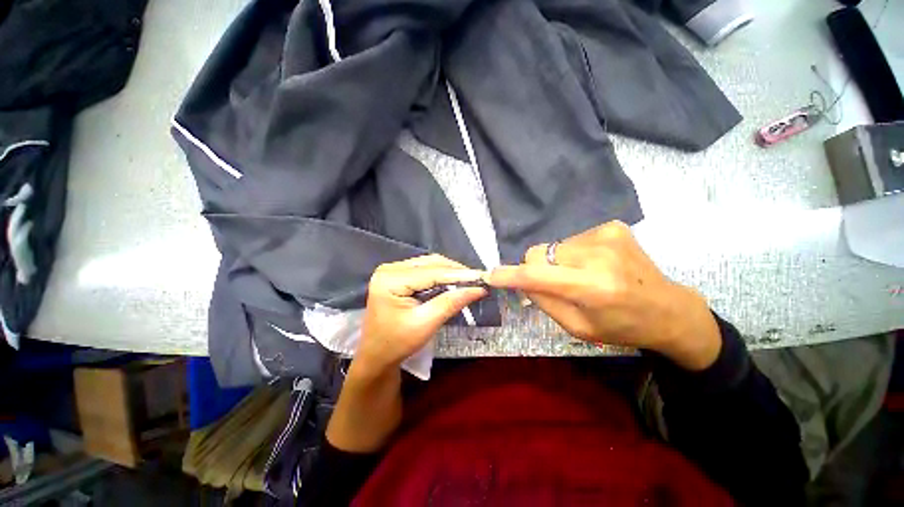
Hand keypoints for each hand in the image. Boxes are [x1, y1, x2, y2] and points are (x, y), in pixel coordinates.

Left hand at [354, 254, 487, 377]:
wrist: (376, 356)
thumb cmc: (397, 343)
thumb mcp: (426, 324)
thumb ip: (451, 303)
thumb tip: (478, 289)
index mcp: (390, 279)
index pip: (431, 272)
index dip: (459, 274)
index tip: (482, 277)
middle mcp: (390, 268)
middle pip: (430, 263)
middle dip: (456, 271)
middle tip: (478, 279)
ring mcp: (392, 270)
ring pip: (429, 264)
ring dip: (450, 271)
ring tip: (469, 280)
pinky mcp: (397, 275)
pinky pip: (424, 269)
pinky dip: (441, 274)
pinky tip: (454, 281)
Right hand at [487, 221, 720, 370]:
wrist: (668, 308)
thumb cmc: (621, 326)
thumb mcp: (577, 327)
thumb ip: (545, 301)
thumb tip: (522, 280)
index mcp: (593, 287)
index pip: (536, 276)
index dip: (509, 275)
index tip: (492, 275)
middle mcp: (598, 256)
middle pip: (539, 252)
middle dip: (535, 267)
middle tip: (550, 283)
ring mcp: (606, 235)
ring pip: (553, 246)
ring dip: (556, 261)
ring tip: (580, 275)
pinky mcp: (611, 227)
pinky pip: (571, 240)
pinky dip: (572, 254)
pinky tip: (594, 264)